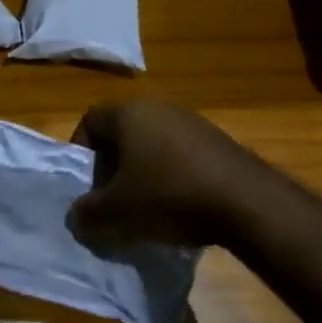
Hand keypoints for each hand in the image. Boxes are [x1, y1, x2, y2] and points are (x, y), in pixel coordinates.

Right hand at [67, 100, 272, 248]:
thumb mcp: (117, 213)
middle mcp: (158, 107)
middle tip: (113, 201)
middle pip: (122, 133)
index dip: (81, 153)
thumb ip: (87, 213)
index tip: (86, 186)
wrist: (244, 200)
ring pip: (152, 145)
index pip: (90, 121)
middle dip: (112, 168)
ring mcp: (191, 121)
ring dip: (143, 173)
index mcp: (129, 113)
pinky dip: (171, 177)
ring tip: (146, 209)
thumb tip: (77, 214)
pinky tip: (179, 207)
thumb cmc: (168, 195)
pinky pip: (180, 155)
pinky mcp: (216, 140)